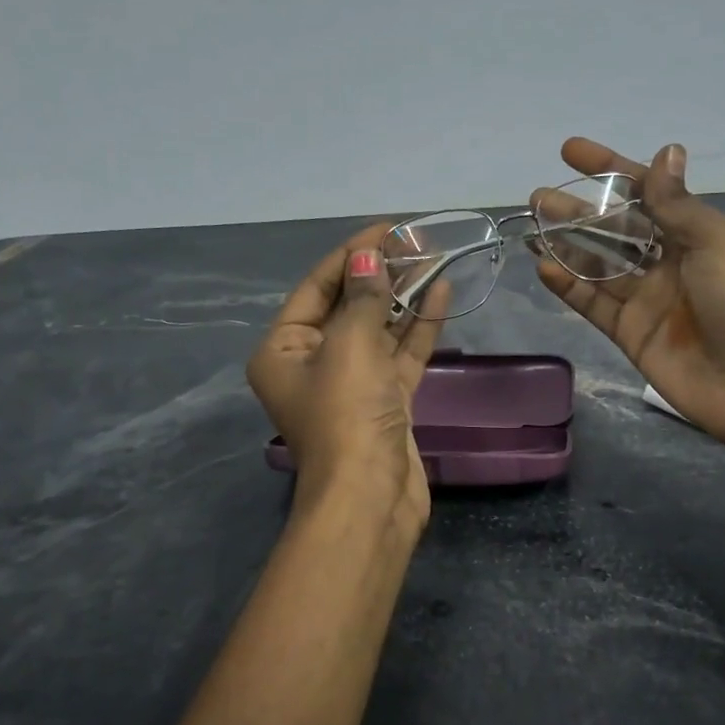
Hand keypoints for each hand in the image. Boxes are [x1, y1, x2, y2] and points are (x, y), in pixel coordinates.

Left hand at [247, 226, 445, 528]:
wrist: (371, 496)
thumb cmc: (346, 414)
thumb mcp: (350, 345)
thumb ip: (363, 298)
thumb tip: (368, 255)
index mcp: (283, 349)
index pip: (317, 287)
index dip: (352, 253)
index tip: (388, 227)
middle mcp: (313, 363)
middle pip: (349, 306)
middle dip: (381, 274)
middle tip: (416, 242)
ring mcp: (352, 384)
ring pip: (379, 330)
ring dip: (404, 297)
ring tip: (434, 259)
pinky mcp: (386, 401)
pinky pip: (401, 355)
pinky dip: (419, 328)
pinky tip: (441, 294)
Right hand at [534, 138, 724, 468]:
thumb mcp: (714, 242)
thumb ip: (677, 203)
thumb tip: (666, 150)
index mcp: (693, 234)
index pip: (645, 192)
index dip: (609, 169)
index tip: (570, 152)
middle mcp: (667, 262)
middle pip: (614, 228)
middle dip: (578, 210)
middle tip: (539, 197)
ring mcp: (645, 299)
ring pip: (596, 264)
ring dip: (565, 244)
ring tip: (531, 225)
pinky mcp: (628, 332)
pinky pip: (592, 303)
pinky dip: (567, 286)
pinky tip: (543, 267)